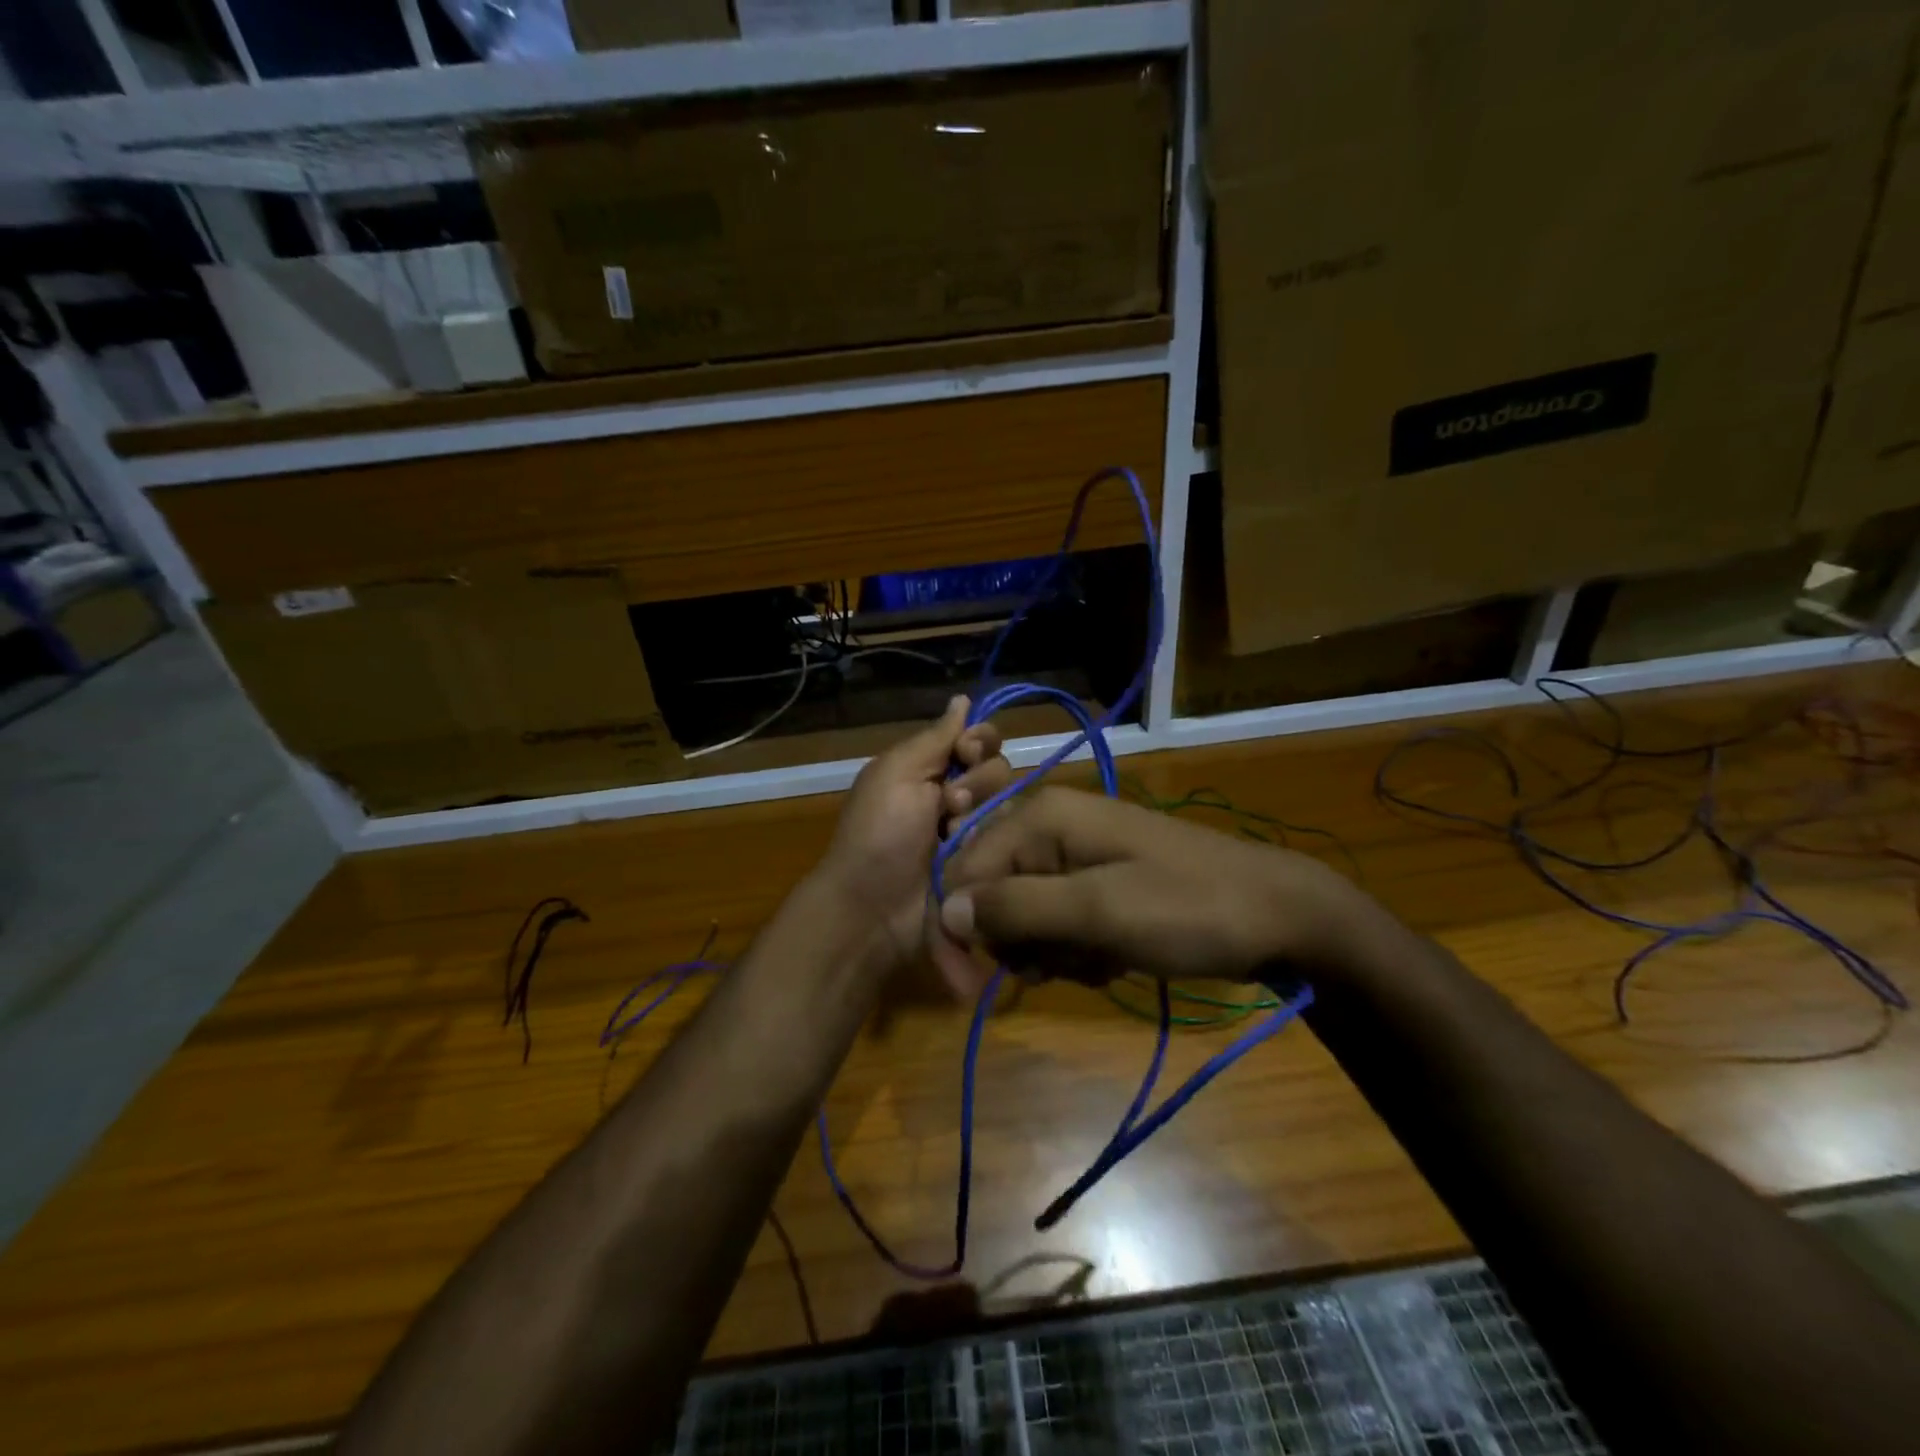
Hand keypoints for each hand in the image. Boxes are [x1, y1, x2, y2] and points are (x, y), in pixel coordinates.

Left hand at [814, 696, 1011, 976]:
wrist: (872, 908)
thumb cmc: (879, 833)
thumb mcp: (897, 772)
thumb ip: (935, 737)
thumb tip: (962, 698)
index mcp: (930, 768)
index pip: (978, 739)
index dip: (979, 740)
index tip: (965, 752)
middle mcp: (956, 795)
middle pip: (999, 768)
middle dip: (978, 782)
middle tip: (948, 804)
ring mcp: (974, 833)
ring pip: (1010, 804)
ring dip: (981, 815)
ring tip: (952, 836)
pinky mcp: (987, 865)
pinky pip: (1012, 841)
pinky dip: (992, 843)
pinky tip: (970, 857)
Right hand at [938, 786, 1377, 984]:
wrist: (1278, 915)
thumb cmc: (1187, 909)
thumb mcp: (1097, 912)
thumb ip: (1016, 908)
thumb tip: (944, 909)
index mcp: (1040, 818)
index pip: (962, 872)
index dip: (961, 930)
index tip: (976, 988)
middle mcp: (1050, 826)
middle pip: (991, 895)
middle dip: (1021, 942)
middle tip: (1065, 962)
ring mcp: (1077, 853)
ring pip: (1025, 916)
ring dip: (1054, 951)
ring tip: (1100, 958)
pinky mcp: (1099, 880)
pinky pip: (1059, 921)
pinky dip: (1078, 948)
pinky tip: (1114, 957)